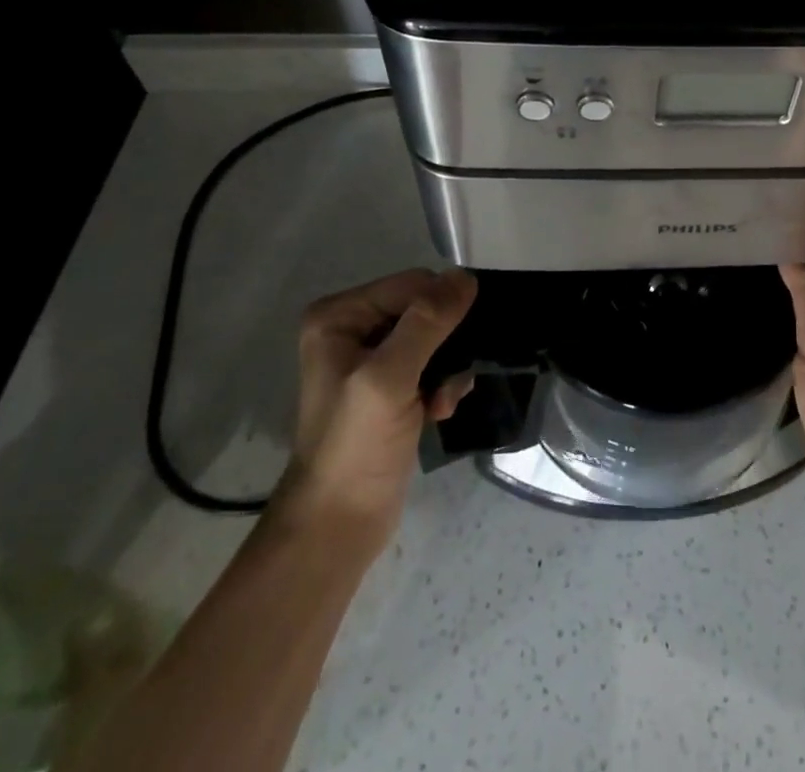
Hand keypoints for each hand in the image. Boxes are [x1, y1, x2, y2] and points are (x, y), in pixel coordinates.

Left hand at [271, 268, 477, 556]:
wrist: (338, 527)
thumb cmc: (355, 447)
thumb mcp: (388, 378)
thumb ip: (427, 323)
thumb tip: (466, 277)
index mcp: (340, 315)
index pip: (413, 285)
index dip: (442, 311)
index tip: (454, 351)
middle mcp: (352, 328)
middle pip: (425, 309)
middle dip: (447, 343)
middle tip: (448, 382)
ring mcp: (371, 359)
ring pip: (436, 337)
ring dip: (449, 367)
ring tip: (444, 401)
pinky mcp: (390, 387)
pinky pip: (433, 364)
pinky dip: (443, 384)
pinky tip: (440, 411)